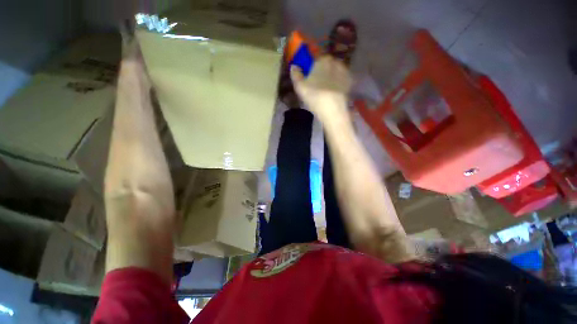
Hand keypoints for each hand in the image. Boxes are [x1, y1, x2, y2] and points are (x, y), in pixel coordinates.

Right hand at [290, 56, 351, 117]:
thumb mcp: (299, 86)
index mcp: (322, 60)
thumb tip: (294, 66)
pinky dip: (338, 85)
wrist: (332, 109)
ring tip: (325, 92)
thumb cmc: (314, 95)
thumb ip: (295, 75)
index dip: (312, 69)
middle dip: (322, 73)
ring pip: (335, 73)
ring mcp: (344, 73)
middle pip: (327, 66)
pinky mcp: (349, 84)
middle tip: (317, 86)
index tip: (309, 78)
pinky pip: (341, 81)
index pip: (316, 60)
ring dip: (331, 79)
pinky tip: (333, 94)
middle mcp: (335, 62)